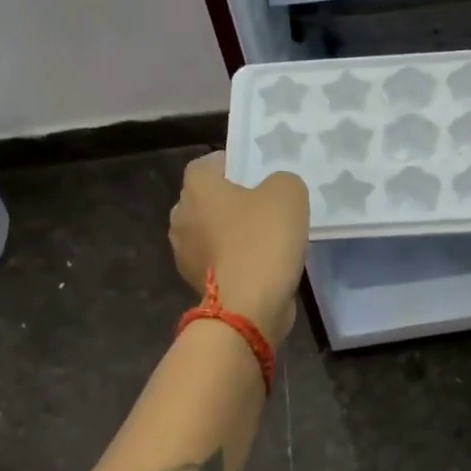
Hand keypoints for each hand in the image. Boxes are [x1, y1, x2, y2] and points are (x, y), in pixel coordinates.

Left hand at [169, 153, 309, 345]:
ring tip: (267, 239)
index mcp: (197, 187)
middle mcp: (181, 215)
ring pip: (212, 231)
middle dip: (233, 201)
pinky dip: (234, 260)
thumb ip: (282, 181)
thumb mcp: (288, 193)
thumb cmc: (263, 240)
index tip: (260, 175)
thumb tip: (275, 190)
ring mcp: (184, 252)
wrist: (247, 307)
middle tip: (266, 207)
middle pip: (209, 199)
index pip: (210, 163)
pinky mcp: (195, 282)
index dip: (235, 165)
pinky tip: (260, 266)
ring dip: (232, 233)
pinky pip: (218, 260)